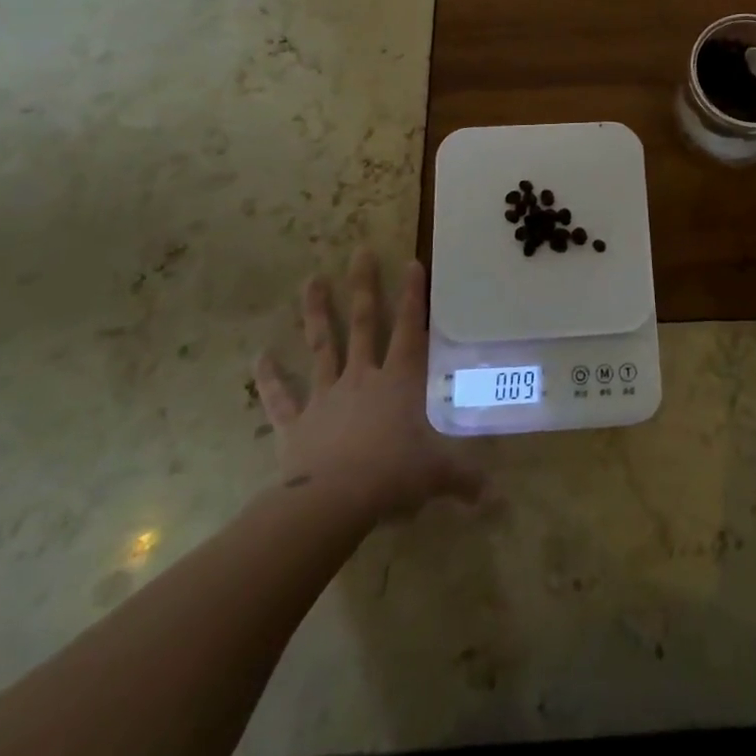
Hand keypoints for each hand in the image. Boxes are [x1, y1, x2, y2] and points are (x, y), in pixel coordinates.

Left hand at [251, 249, 482, 525]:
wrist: (333, 502)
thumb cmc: (392, 477)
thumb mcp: (438, 475)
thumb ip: (466, 479)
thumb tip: (497, 497)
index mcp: (399, 382)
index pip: (411, 329)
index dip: (413, 295)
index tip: (411, 262)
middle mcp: (363, 377)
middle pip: (364, 324)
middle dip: (364, 287)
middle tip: (359, 252)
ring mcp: (326, 396)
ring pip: (322, 346)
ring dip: (316, 313)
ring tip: (310, 281)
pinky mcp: (296, 422)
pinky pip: (281, 397)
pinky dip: (269, 378)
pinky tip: (258, 357)